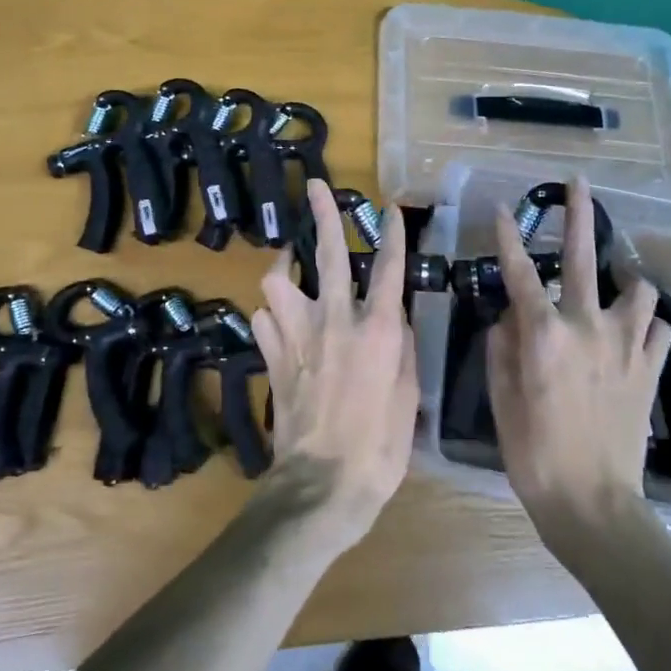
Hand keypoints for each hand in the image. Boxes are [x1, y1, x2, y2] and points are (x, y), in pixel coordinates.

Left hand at [251, 180, 419, 545]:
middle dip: (323, 215)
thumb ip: (399, 346)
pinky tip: (278, 321)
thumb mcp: (407, 395)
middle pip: (327, 254)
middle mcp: (334, 320)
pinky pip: (263, 319)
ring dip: (283, 267)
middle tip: (317, 186)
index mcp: (376, 330)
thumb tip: (390, 314)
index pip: (388, 268)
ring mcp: (296, 335)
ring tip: (289, 264)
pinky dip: (270, 315)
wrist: (323, 485)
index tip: (391, 208)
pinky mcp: (271, 356)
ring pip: (277, 280)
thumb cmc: (379, 446)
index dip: (391, 234)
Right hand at [487, 174, 670, 532]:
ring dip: (625, 280)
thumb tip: (509, 317)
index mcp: (543, 333)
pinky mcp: (651, 368)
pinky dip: (647, 321)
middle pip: (584, 258)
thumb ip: (502, 347)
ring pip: (638, 288)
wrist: (593, 502)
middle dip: (579, 215)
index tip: (504, 209)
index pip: (519, 272)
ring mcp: (626, 345)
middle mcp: (586, 326)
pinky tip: (637, 328)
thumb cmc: (533, 452)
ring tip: (617, 282)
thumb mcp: (500, 398)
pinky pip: (658, 327)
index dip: (508, 237)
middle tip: (578, 184)